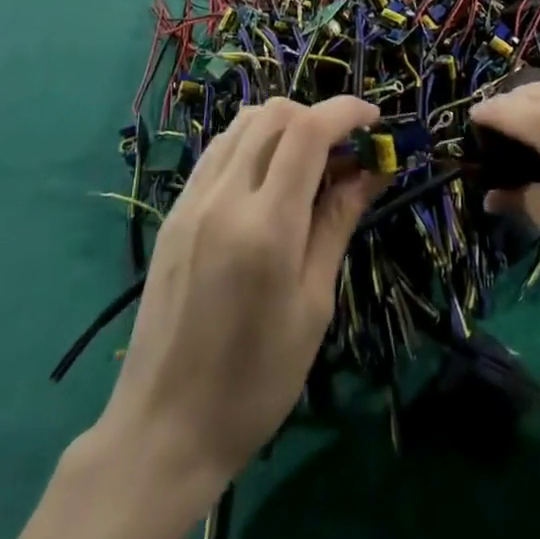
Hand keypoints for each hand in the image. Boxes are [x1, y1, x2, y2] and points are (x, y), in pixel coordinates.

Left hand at [94, 95, 384, 489]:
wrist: (165, 426)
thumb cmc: (256, 380)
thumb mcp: (313, 304)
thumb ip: (338, 223)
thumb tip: (373, 170)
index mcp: (266, 226)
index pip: (308, 131)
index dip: (345, 112)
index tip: (374, 119)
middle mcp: (224, 196)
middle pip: (274, 115)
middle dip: (317, 116)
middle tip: (345, 150)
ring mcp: (193, 199)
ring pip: (243, 124)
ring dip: (284, 124)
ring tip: (310, 159)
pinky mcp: (175, 210)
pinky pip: (218, 150)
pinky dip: (252, 142)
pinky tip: (269, 176)